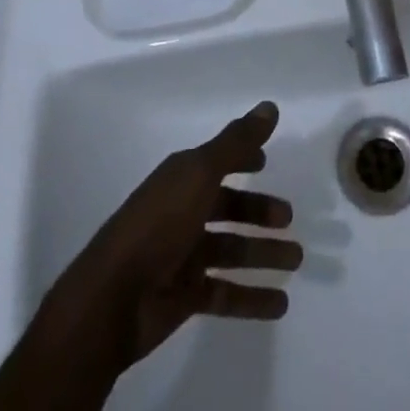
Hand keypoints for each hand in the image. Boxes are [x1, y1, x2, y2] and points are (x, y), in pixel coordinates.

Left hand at [34, 102, 302, 374]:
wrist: (113, 299)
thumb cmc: (159, 224)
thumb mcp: (201, 173)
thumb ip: (237, 142)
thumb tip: (270, 106)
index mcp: (182, 178)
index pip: (217, 161)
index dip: (241, 157)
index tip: (266, 160)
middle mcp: (182, 211)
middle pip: (228, 206)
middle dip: (258, 211)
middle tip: (288, 218)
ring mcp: (183, 255)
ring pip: (231, 249)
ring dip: (263, 253)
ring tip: (296, 258)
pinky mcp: (184, 296)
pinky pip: (225, 292)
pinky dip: (252, 298)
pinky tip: (280, 303)